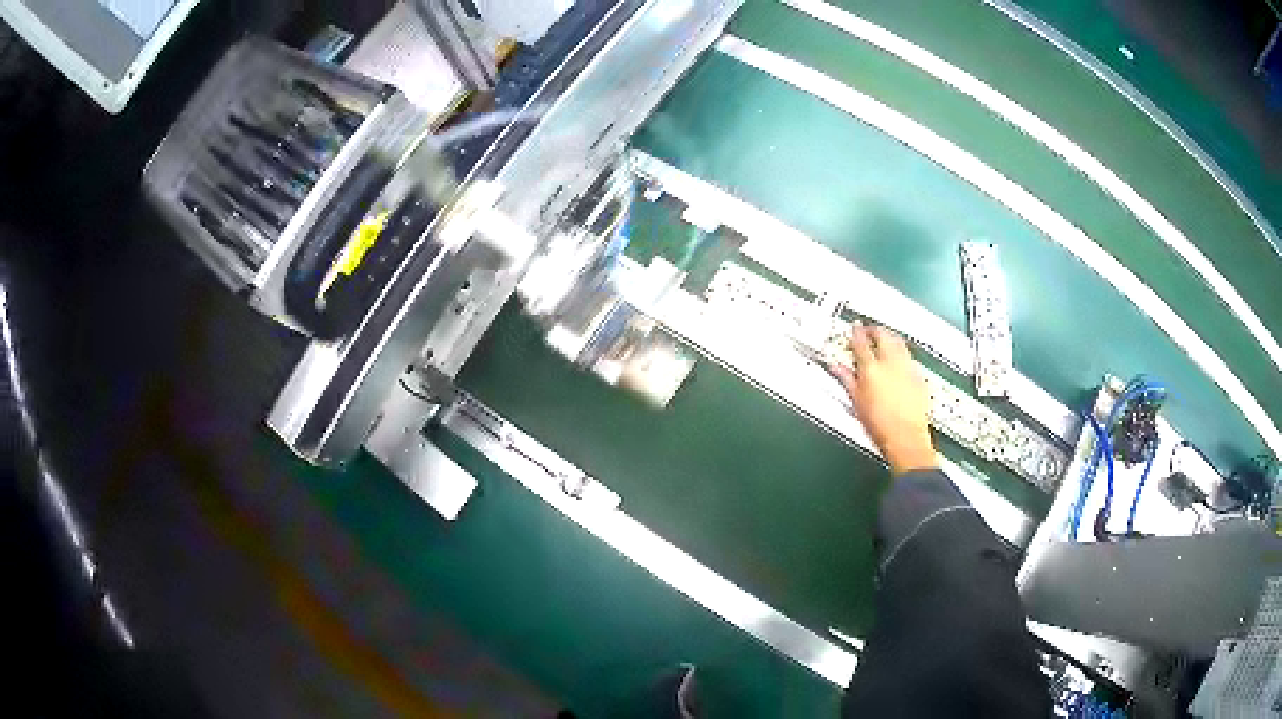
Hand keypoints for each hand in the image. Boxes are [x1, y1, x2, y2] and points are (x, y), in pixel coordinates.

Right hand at [830, 324, 937, 475]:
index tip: (855, 328)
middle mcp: (890, 363)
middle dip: (875, 330)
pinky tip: (899, 360)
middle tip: (869, 331)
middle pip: (883, 335)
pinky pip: (909, 357)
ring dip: (890, 337)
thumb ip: (846, 379)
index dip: (856, 332)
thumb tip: (837, 368)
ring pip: (899, 342)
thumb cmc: (880, 425)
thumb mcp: (856, 402)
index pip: (861, 342)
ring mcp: (907, 368)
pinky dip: (902, 353)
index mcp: (871, 369)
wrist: (905, 437)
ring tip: (885, 339)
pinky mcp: (918, 376)